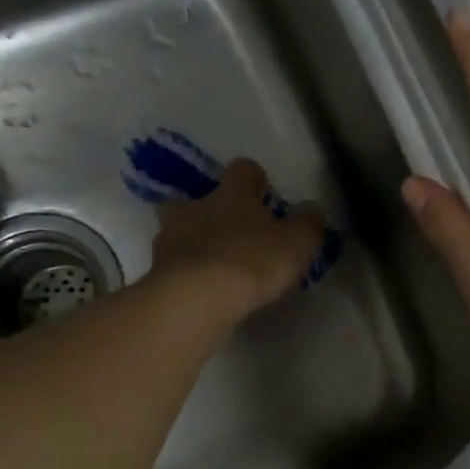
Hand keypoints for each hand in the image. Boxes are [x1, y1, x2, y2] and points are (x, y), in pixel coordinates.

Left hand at [149, 158, 326, 323]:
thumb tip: (313, 209)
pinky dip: (183, 272)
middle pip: (193, 197)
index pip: (242, 170)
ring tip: (210, 264)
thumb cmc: (252, 260)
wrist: (196, 298)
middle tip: (226, 229)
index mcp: (232, 195)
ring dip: (190, 241)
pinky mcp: (156, 273)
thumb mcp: (297, 243)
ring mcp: (169, 240)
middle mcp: (196, 208)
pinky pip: (171, 265)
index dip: (254, 178)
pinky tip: (199, 289)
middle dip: (207, 209)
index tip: (264, 192)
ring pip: (176, 230)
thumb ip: (308, 224)